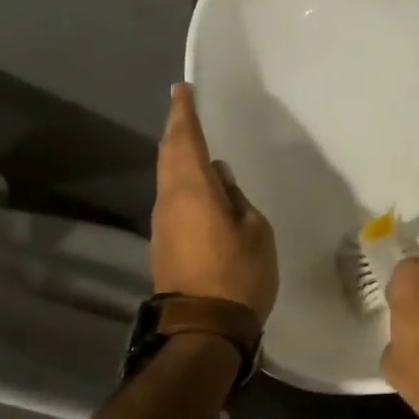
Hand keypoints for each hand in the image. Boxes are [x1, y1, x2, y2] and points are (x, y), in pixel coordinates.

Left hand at [151, 84, 277, 319]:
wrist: (204, 328)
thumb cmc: (239, 274)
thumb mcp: (255, 230)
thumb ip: (237, 198)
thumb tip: (220, 179)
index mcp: (193, 190)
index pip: (186, 141)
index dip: (184, 113)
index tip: (181, 89)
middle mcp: (170, 200)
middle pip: (169, 155)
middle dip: (176, 129)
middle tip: (185, 108)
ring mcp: (163, 223)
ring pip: (168, 176)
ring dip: (178, 155)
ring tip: (194, 141)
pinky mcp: (164, 242)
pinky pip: (173, 197)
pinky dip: (182, 180)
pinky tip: (199, 183)